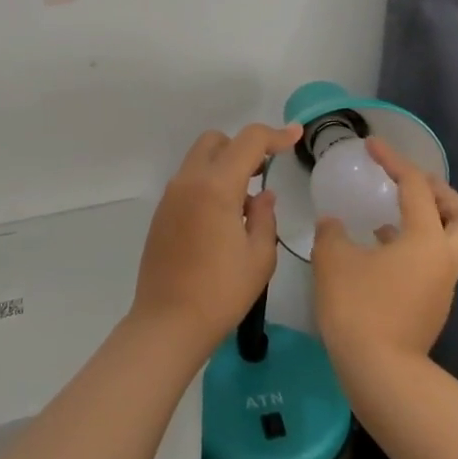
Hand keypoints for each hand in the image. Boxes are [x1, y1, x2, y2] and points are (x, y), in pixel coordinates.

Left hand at [131, 122, 301, 354]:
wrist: (168, 323)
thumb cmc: (221, 292)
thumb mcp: (259, 256)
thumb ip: (264, 217)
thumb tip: (262, 196)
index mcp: (216, 186)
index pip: (248, 142)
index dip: (275, 135)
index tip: (295, 136)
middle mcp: (189, 181)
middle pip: (217, 141)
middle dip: (243, 147)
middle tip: (264, 172)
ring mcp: (171, 196)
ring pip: (199, 159)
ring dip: (224, 165)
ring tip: (246, 199)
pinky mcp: (162, 213)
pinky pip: (189, 181)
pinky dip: (209, 183)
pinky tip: (223, 217)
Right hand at [313, 138, 457, 373]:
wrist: (380, 374)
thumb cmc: (359, 308)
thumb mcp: (334, 260)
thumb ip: (332, 233)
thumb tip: (333, 224)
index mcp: (426, 240)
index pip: (416, 186)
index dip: (394, 160)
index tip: (372, 145)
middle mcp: (443, 260)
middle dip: (442, 194)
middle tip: (410, 185)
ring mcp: (441, 286)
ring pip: (450, 243)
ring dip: (426, 222)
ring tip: (388, 215)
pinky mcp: (430, 307)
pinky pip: (431, 263)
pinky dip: (412, 247)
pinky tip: (379, 250)